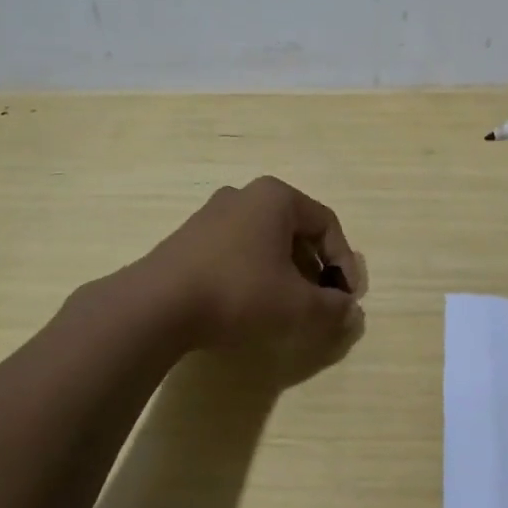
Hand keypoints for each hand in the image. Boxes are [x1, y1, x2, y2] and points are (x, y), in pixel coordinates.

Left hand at [139, 175, 366, 357]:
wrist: (156, 305)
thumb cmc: (238, 292)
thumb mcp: (296, 306)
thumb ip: (332, 308)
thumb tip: (352, 313)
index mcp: (276, 197)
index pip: (326, 224)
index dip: (344, 262)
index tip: (348, 298)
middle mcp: (245, 195)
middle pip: (295, 230)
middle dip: (315, 267)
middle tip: (321, 300)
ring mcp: (212, 214)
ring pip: (265, 240)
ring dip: (285, 271)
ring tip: (288, 305)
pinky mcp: (189, 237)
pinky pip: (238, 249)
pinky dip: (255, 272)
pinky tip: (251, 302)